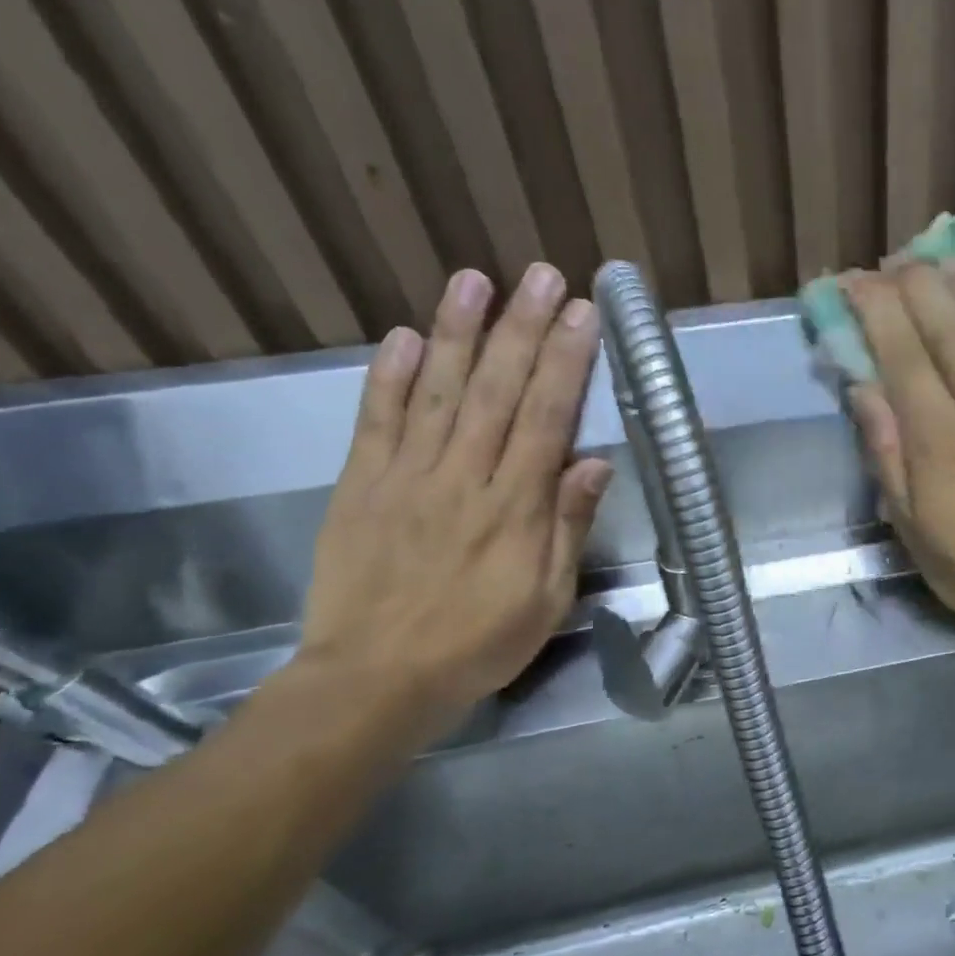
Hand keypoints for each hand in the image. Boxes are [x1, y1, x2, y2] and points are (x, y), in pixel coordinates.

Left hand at [297, 264, 611, 724]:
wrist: (375, 680)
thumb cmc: (479, 644)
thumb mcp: (547, 599)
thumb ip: (567, 527)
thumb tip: (594, 463)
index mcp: (516, 508)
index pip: (547, 418)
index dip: (567, 362)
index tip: (583, 315)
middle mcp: (464, 478)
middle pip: (499, 391)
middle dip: (523, 329)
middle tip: (542, 275)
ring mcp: (407, 477)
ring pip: (440, 392)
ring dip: (461, 333)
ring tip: (477, 280)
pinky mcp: (361, 486)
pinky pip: (377, 422)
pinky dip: (390, 376)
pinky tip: (407, 336)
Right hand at [844, 262, 954, 649]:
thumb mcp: (912, 528)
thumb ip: (888, 456)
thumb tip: (865, 391)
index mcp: (938, 442)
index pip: (903, 356)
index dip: (877, 311)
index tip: (854, 282)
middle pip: (949, 330)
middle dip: (917, 285)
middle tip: (893, 260)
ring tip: (943, 261)